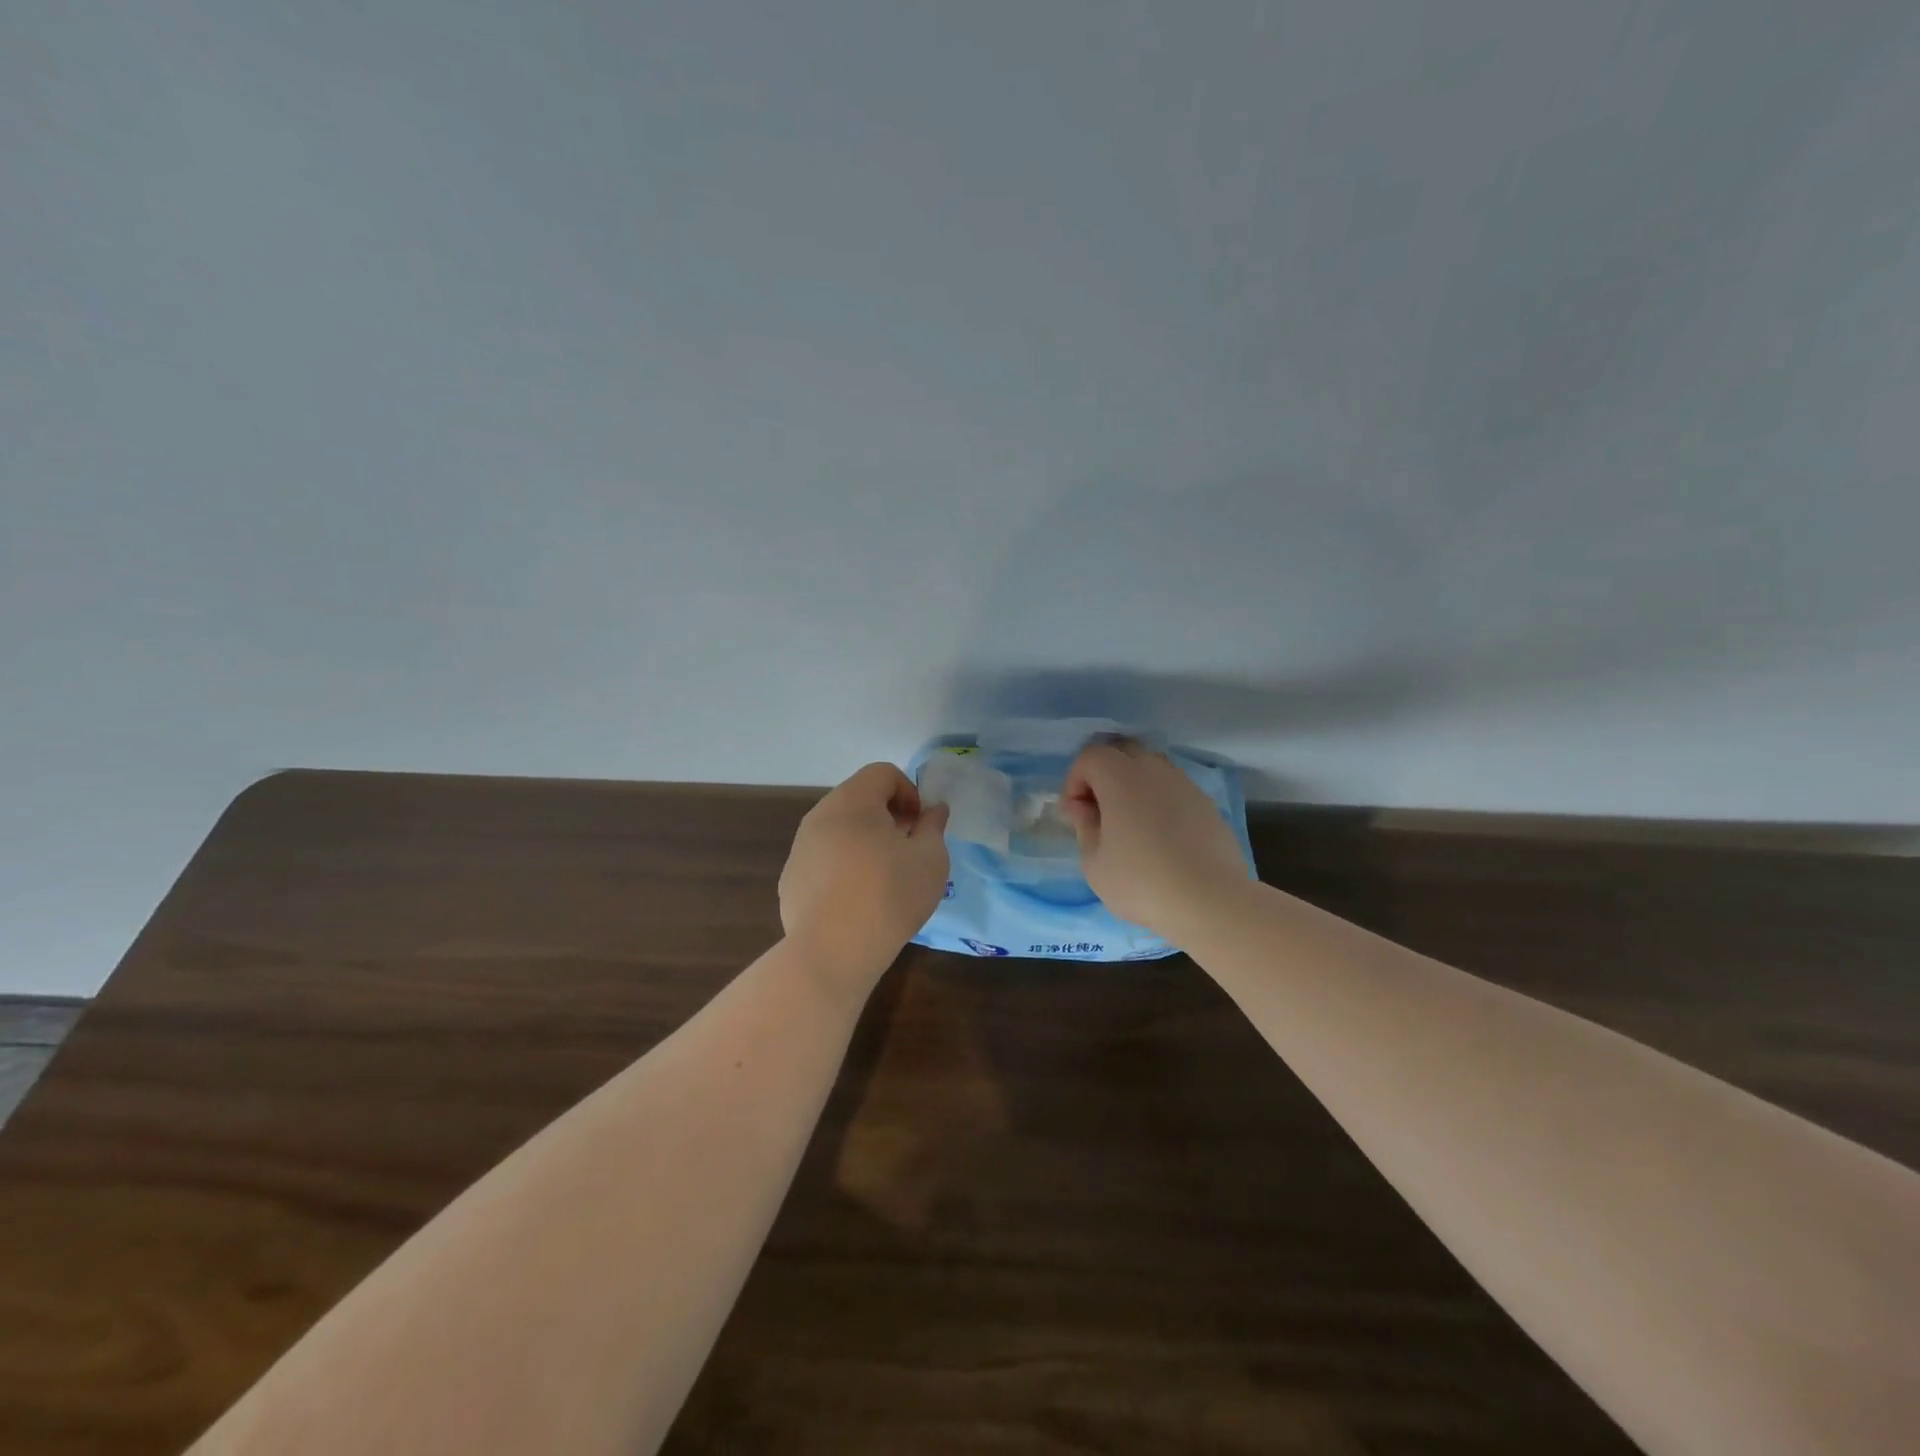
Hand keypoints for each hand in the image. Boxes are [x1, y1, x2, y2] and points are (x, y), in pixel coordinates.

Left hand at [779, 763, 950, 998]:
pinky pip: (823, 860)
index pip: (882, 773)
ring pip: (838, 830)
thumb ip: (934, 826)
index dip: (909, 791)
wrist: (832, 952)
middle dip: (887, 816)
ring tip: (883, 878)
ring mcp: (800, 849)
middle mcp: (819, 816)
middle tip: (907, 849)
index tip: (921, 825)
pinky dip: (842, 867)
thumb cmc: (889, 895)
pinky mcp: (790, 880)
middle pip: (858, 799)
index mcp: (853, 801)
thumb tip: (933, 810)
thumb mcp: (931, 858)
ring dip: (864, 842)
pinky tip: (856, 901)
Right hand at [1062, 740, 1249, 942]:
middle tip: (1100, 813)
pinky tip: (1161, 838)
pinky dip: (1159, 802)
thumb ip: (1084, 826)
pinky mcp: (1207, 804)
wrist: (1211, 902)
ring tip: (1131, 826)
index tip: (1076, 815)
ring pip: (1151, 769)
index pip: (1090, 756)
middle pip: (1122, 752)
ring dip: (1133, 786)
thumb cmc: (1141, 882)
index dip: (1075, 781)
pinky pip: (1174, 790)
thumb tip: (1082, 807)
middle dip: (1104, 775)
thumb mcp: (1095, 863)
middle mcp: (1154, 770)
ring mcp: (1185, 784)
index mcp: (1121, 777)